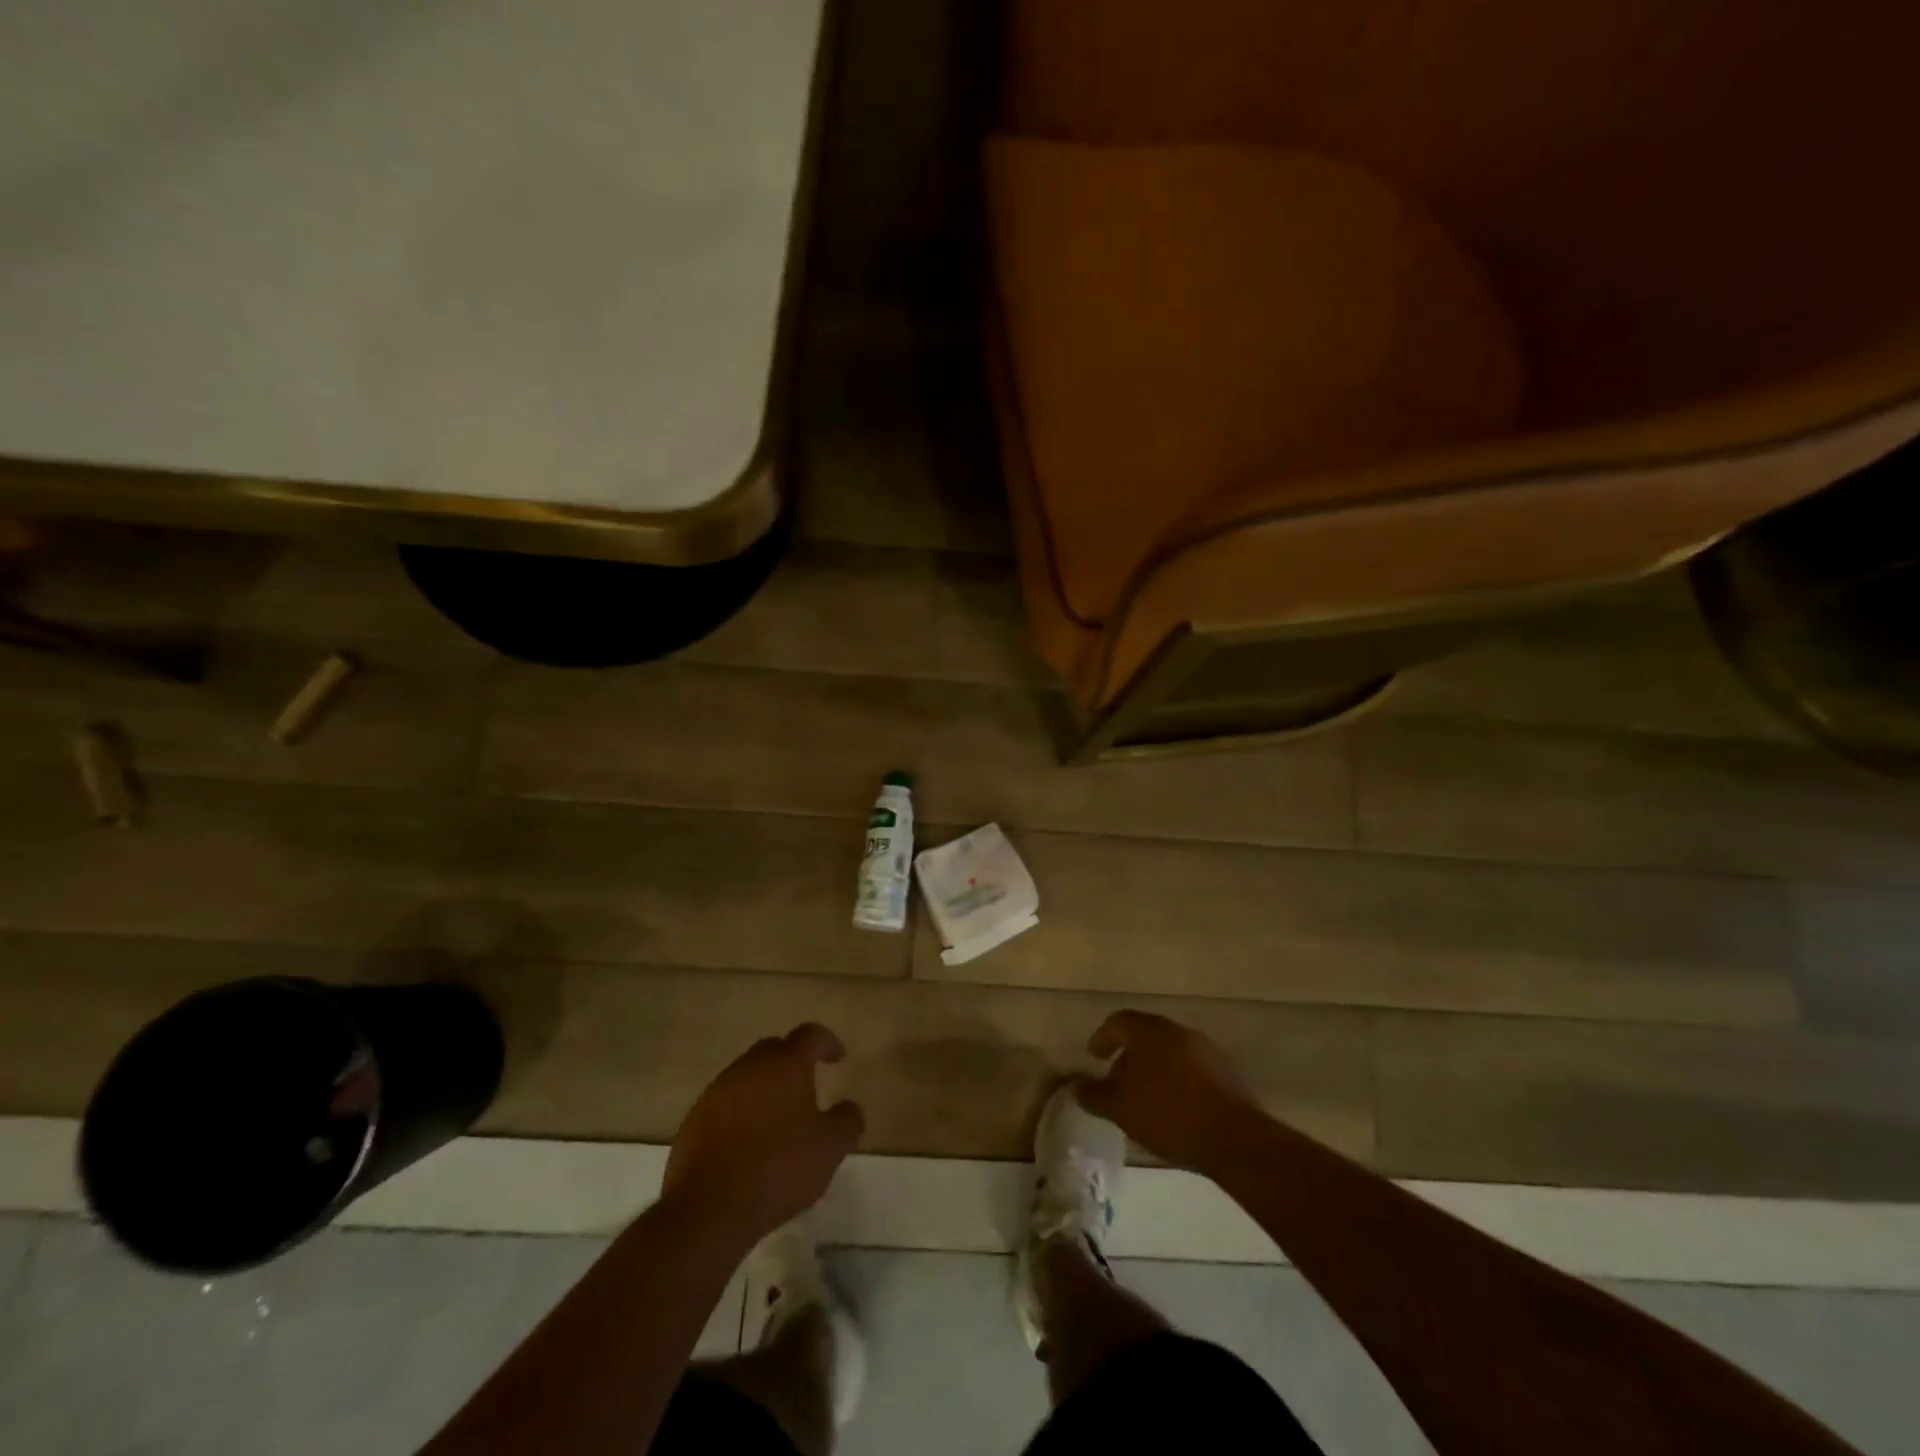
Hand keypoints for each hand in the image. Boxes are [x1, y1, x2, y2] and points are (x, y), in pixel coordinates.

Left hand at [661, 1024, 864, 1247]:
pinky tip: (748, 1143)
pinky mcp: (694, 1120)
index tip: (838, 1057)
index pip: (810, 1035)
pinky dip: (741, 1112)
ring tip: (778, 1119)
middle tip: (807, 1086)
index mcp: (784, 1065)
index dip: (827, 1042)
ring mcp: (716, 1092)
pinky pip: (725, 1103)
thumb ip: (847, 1121)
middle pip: (774, 1049)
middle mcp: (749, 1068)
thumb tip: (850, 1107)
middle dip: (793, 1061)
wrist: (707, 1210)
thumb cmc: (778, 1169)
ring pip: (747, 1076)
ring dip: (765, 1088)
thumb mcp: (830, 1149)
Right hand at [1077, 1011, 1265, 1172]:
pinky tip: (1173, 1107)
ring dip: (1153, 1068)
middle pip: (1145, 1035)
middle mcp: (1177, 1031)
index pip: (1118, 1021)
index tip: (1094, 1057)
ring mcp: (1205, 1049)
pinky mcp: (1225, 1071)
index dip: (1103, 1038)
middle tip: (1117, 1079)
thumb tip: (1077, 1087)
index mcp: (1150, 1031)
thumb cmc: (1168, 1115)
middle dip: (1128, 1055)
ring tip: (1145, 1097)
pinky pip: (1190, 1068)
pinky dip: (1176, 1080)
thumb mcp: (1121, 1109)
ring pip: (1169, 1051)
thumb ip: (1095, 1095)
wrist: (1233, 1138)